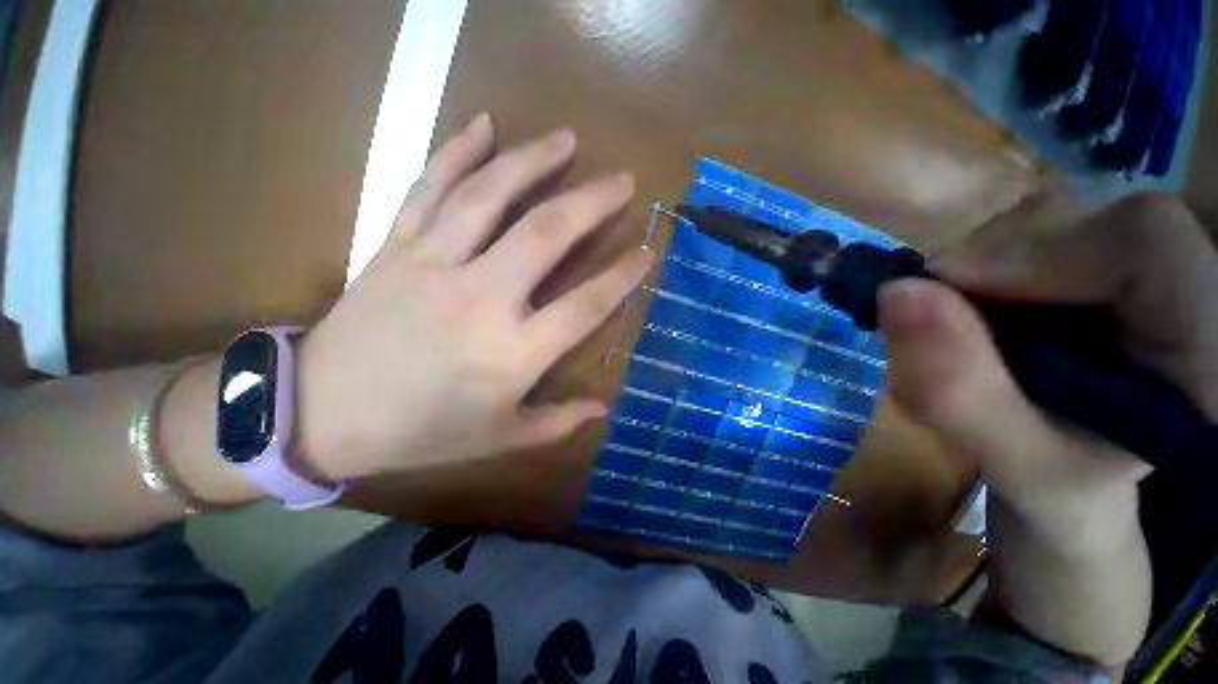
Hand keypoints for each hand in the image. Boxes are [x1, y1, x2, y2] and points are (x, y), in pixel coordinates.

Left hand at [297, 114, 651, 480]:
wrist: (319, 413)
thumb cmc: (420, 432)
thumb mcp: (498, 439)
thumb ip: (557, 424)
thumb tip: (604, 407)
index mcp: (513, 353)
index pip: (586, 305)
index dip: (622, 277)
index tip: (647, 253)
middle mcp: (482, 298)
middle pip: (547, 234)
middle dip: (592, 202)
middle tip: (622, 180)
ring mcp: (435, 264)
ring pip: (491, 196)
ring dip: (534, 161)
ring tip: (566, 140)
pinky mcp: (396, 247)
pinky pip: (430, 187)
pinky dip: (457, 151)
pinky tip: (484, 125)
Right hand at [877, 194, 1217, 664]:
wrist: (1125, 550)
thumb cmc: (1085, 536)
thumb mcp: (1031, 479)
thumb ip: (962, 390)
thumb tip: (894, 297)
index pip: (1143, 239)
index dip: (1034, 250)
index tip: (937, 290)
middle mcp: (1211, 304)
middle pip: (1106, 226)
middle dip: (1012, 259)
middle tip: (940, 309)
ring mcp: (1181, 299)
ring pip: (1085, 236)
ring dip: (1009, 269)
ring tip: (963, 318)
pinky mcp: (1142, 303)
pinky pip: (1074, 257)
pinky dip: (1020, 276)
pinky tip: (997, 315)